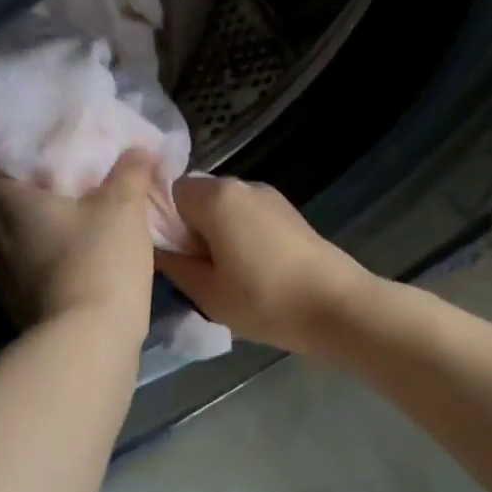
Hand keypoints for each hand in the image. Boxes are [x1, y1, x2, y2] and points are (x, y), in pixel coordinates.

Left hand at [0, 151, 156, 337]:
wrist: (89, 341)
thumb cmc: (97, 260)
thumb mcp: (124, 209)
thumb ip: (129, 174)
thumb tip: (138, 148)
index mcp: (5, 205)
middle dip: (7, 196)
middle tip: (36, 183)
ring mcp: (1, 279)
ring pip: (6, 244)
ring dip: (26, 233)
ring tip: (56, 223)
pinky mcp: (18, 309)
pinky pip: (23, 273)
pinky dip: (39, 264)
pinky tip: (67, 263)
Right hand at [153, 176, 378, 355]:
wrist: (337, 306)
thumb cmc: (264, 300)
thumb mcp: (207, 292)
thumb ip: (173, 265)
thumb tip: (155, 248)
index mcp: (216, 197)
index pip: (169, 193)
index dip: (163, 223)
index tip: (172, 257)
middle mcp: (242, 185)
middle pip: (198, 198)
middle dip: (190, 229)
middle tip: (198, 271)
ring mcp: (270, 197)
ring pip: (225, 209)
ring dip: (217, 235)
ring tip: (227, 276)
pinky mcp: (290, 213)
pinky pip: (249, 218)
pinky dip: (241, 237)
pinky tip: (253, 271)